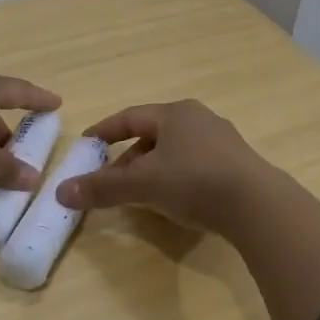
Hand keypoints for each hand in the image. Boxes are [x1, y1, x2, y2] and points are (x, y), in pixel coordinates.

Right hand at [54, 100, 274, 233]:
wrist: (258, 205)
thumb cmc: (194, 181)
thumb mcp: (143, 185)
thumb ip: (103, 188)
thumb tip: (61, 192)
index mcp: (175, 113)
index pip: (130, 117)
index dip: (105, 131)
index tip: (87, 145)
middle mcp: (199, 119)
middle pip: (153, 135)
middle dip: (128, 159)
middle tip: (110, 181)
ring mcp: (222, 141)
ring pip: (175, 152)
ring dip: (152, 171)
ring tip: (140, 196)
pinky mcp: (237, 165)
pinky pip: (195, 166)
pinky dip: (176, 179)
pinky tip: (174, 202)